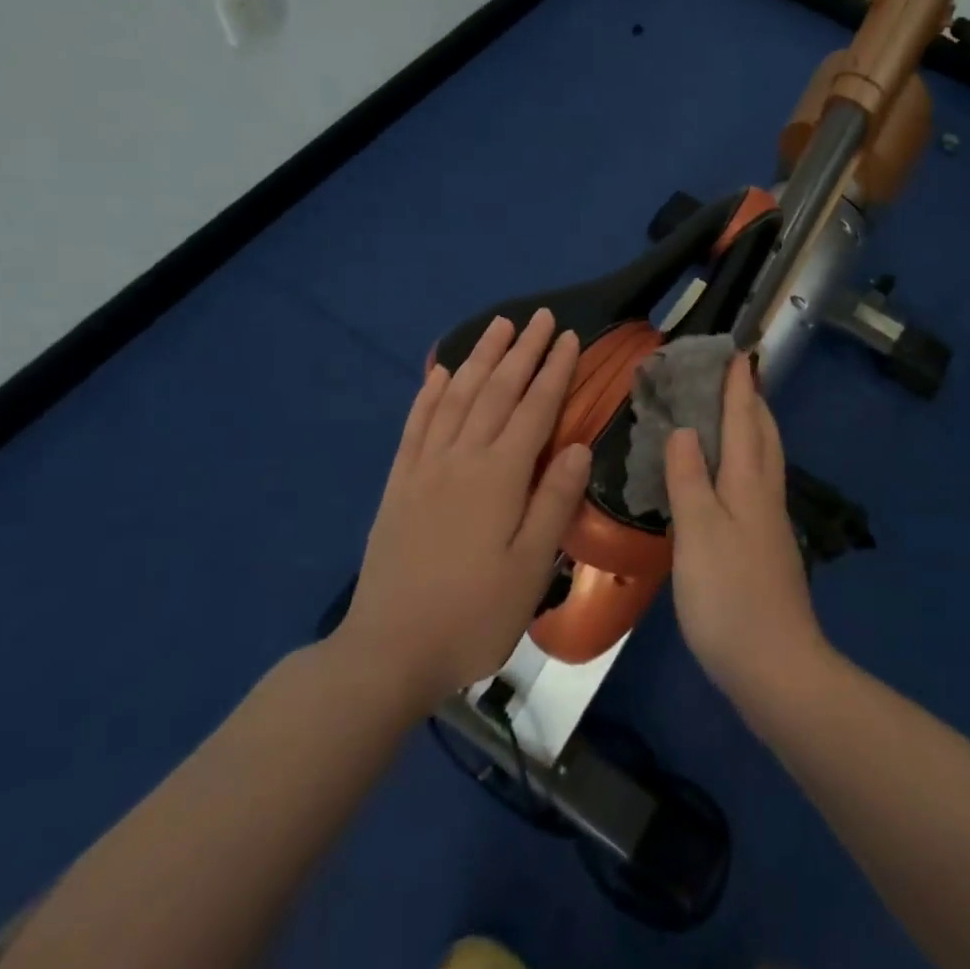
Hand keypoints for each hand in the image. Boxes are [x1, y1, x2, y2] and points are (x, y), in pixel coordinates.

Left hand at [344, 311, 590, 706]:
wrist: (390, 651)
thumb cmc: (474, 615)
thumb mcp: (531, 569)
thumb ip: (554, 502)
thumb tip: (579, 446)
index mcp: (499, 477)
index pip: (535, 409)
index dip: (554, 371)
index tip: (569, 338)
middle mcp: (462, 458)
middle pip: (497, 391)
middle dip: (522, 350)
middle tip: (541, 317)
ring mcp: (425, 467)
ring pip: (457, 396)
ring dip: (480, 358)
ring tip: (498, 326)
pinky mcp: (399, 483)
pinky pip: (416, 424)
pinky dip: (430, 393)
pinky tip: (439, 372)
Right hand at [665, 356, 827, 710]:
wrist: (776, 668)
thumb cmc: (729, 595)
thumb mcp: (698, 531)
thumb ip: (689, 478)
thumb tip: (685, 429)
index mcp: (749, 483)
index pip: (745, 420)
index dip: (738, 386)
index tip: (737, 352)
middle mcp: (765, 495)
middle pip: (764, 436)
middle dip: (752, 402)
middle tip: (734, 377)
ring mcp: (770, 524)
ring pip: (765, 461)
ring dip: (752, 429)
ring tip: (732, 416)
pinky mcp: (766, 549)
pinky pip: (757, 485)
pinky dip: (745, 462)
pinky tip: (728, 477)